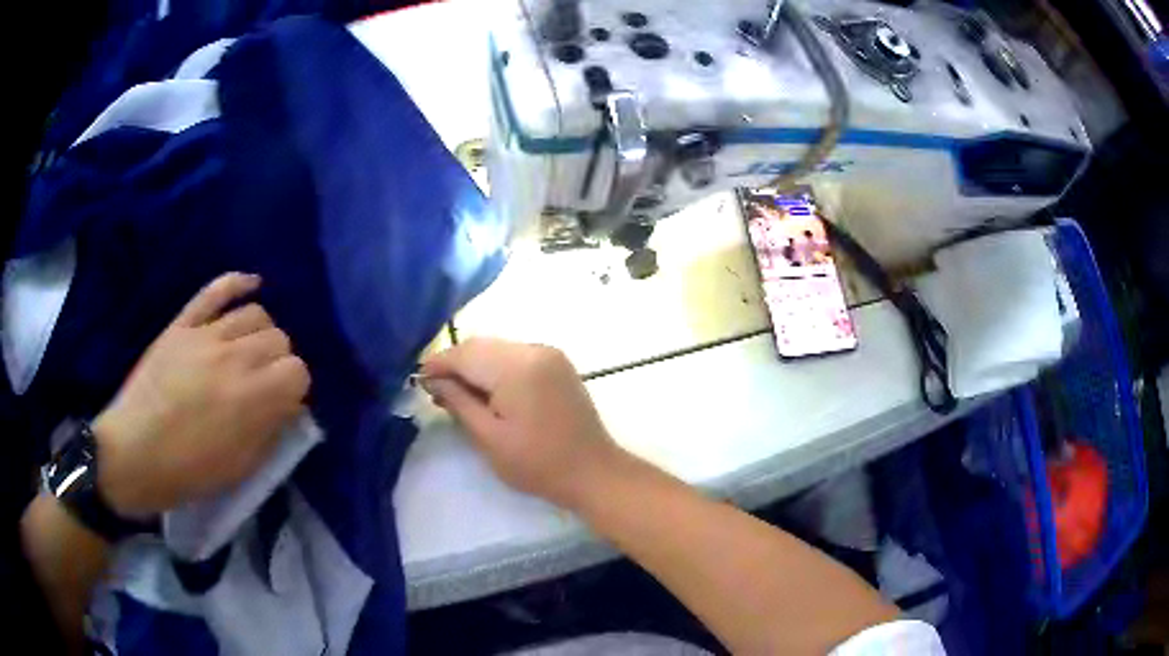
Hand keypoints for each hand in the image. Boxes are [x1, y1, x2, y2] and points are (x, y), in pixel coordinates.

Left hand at [93, 273, 310, 517]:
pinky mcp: (182, 325)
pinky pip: (215, 291)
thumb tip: (287, 408)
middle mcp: (234, 357)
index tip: (283, 406)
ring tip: (250, 354)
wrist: (133, 454)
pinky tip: (252, 284)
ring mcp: (205, 335)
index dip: (295, 389)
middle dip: (280, 362)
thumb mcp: (239, 468)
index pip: (298, 371)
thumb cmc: (188, 472)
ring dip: (261, 334)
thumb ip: (270, 432)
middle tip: (265, 384)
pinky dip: (237, 283)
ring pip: (255, 313)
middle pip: (279, 339)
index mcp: (252, 398)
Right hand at [421, 338, 620, 508]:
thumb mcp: (488, 437)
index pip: (465, 354)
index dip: (438, 364)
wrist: (593, 471)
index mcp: (516, 366)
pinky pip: (516, 355)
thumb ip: (457, 402)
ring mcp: (549, 354)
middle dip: (455, 363)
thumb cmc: (537, 463)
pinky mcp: (558, 363)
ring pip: (498, 348)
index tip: (417, 379)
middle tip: (435, 390)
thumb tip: (432, 380)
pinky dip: (496, 368)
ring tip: (458, 393)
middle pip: (481, 346)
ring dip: (475, 365)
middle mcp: (534, 349)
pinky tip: (487, 390)